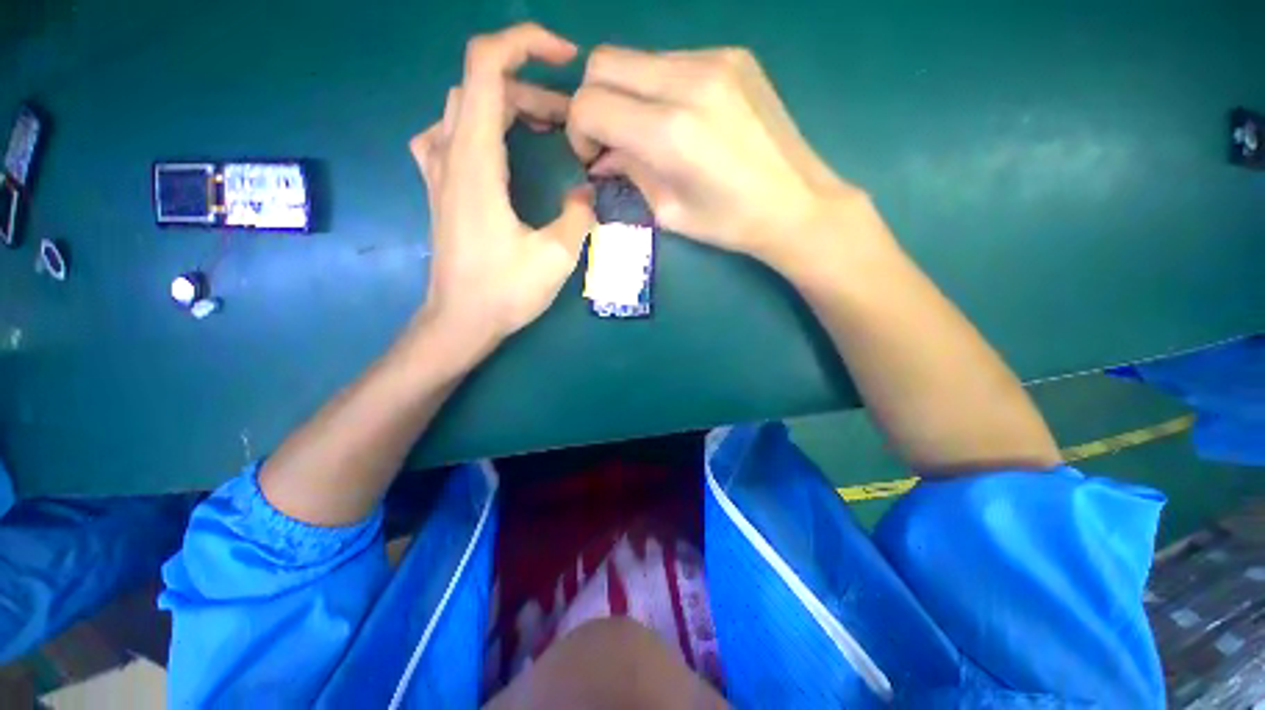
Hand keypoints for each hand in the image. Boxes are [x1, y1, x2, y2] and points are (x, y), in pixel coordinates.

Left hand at [410, 23, 594, 355]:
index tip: (567, 59)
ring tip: (546, 129)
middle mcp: (450, 153)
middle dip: (532, 90)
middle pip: (483, 86)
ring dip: (510, 106)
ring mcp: (439, 169)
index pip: (486, 65)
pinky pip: (453, 132)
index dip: (525, 44)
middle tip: (570, 122)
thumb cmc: (505, 291)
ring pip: (467, 106)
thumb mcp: (556, 256)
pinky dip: (482, 124)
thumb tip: (587, 191)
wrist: (460, 320)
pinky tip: (501, 147)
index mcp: (476, 160)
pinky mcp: (441, 187)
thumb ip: (579, 214)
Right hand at [566, 46, 863, 270]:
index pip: (590, 103)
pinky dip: (658, 87)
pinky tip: (679, 119)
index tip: (594, 156)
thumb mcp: (668, 211)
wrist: (796, 202)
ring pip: (637, 58)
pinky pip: (672, 61)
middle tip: (611, 140)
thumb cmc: (730, 222)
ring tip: (647, 133)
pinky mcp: (733, 55)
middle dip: (594, 102)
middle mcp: (688, 82)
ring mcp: (715, 60)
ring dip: (627, 93)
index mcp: (670, 133)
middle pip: (604, 62)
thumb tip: (602, 155)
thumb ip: (629, 173)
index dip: (579, 130)